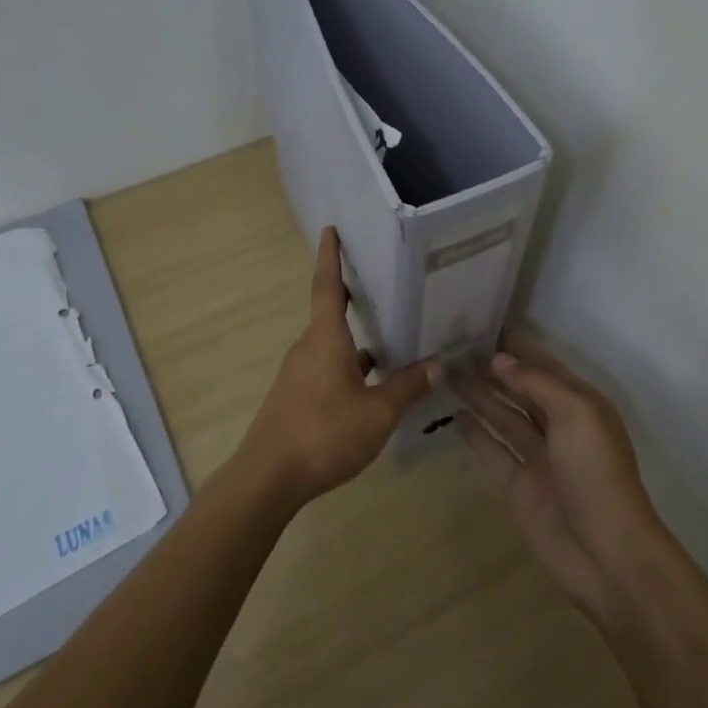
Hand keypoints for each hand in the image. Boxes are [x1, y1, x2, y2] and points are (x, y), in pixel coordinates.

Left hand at [236, 227, 436, 504]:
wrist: (269, 477)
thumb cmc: (324, 434)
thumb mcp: (377, 412)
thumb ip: (407, 387)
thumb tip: (438, 363)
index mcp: (325, 339)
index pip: (327, 286)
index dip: (330, 257)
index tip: (331, 230)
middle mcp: (309, 348)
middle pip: (331, 313)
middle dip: (355, 296)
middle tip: (385, 281)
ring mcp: (300, 373)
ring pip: (333, 344)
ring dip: (358, 337)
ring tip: (393, 332)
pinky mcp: (298, 395)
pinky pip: (328, 366)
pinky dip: (351, 364)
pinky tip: (374, 381)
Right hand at [455, 329, 665, 620]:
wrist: (606, 553)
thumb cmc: (596, 474)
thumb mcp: (575, 415)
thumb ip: (536, 383)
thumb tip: (498, 360)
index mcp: (581, 404)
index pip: (544, 365)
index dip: (517, 346)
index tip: (483, 323)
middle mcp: (560, 425)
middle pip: (521, 389)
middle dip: (493, 368)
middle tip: (454, 346)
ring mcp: (538, 456)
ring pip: (504, 415)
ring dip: (479, 395)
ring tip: (446, 372)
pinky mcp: (519, 484)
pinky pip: (493, 450)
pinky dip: (475, 433)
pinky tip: (454, 415)